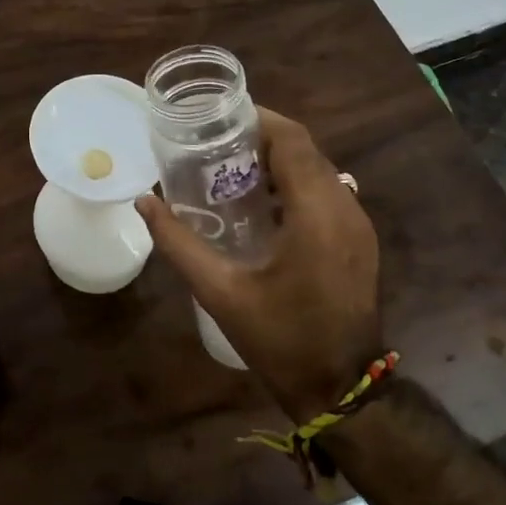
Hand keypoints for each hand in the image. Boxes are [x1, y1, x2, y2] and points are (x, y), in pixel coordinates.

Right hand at [137, 110, 382, 422]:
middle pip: (306, 151)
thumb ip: (179, 243)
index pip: (292, 141)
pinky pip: (327, 193)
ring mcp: (358, 225)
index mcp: (317, 214)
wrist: (339, 387)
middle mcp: (345, 208)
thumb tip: (146, 201)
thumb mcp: (220, 292)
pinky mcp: (359, 241)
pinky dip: (295, 185)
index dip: (259, 120)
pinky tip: (261, 205)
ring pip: (319, 170)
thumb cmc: (279, 339)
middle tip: (216, 145)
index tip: (220, 117)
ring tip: (231, 170)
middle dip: (263, 139)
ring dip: (279, 162)